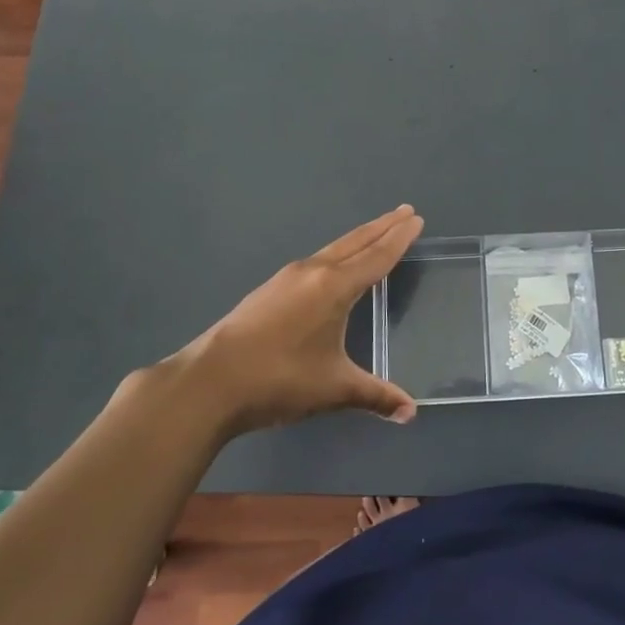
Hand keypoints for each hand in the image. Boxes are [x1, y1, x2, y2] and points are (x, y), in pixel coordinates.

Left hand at [125, 206, 423, 436]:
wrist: (208, 383)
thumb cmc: (279, 380)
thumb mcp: (334, 388)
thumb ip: (375, 396)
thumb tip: (411, 412)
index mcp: (333, 287)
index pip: (376, 257)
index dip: (398, 239)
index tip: (416, 219)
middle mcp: (312, 272)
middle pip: (355, 242)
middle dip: (382, 227)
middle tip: (405, 211)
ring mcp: (286, 279)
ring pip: (332, 249)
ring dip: (358, 239)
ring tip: (376, 233)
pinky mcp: (268, 291)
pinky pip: (315, 261)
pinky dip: (336, 255)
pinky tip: (332, 268)